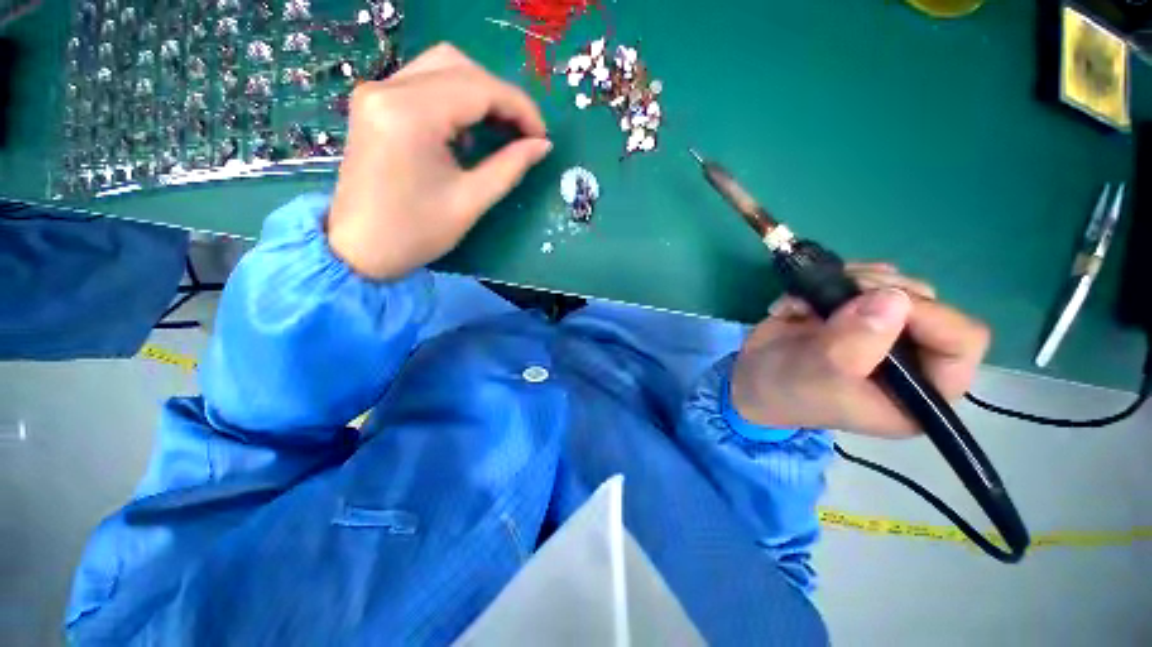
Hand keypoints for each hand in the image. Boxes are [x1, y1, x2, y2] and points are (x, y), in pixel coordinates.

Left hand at [327, 44, 551, 278]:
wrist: (361, 249)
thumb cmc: (417, 233)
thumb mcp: (470, 201)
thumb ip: (510, 167)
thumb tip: (543, 145)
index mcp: (410, 114)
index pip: (479, 87)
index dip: (520, 108)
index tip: (542, 136)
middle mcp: (388, 89)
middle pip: (460, 67)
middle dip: (501, 97)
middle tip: (524, 133)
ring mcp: (377, 92)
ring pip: (442, 68)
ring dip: (479, 95)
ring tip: (501, 132)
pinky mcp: (374, 104)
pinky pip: (424, 84)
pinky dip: (455, 100)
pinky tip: (467, 133)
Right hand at [731, 264, 990, 437]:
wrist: (752, 378)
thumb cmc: (788, 392)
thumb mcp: (819, 378)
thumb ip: (855, 344)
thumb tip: (893, 298)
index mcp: (920, 390)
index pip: (961, 341)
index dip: (929, 315)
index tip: (876, 304)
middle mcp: (912, 355)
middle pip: (927, 302)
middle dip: (879, 291)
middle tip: (836, 295)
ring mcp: (883, 328)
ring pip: (894, 284)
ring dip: (850, 282)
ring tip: (808, 299)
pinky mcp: (855, 310)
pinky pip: (861, 278)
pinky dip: (828, 281)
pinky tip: (798, 301)